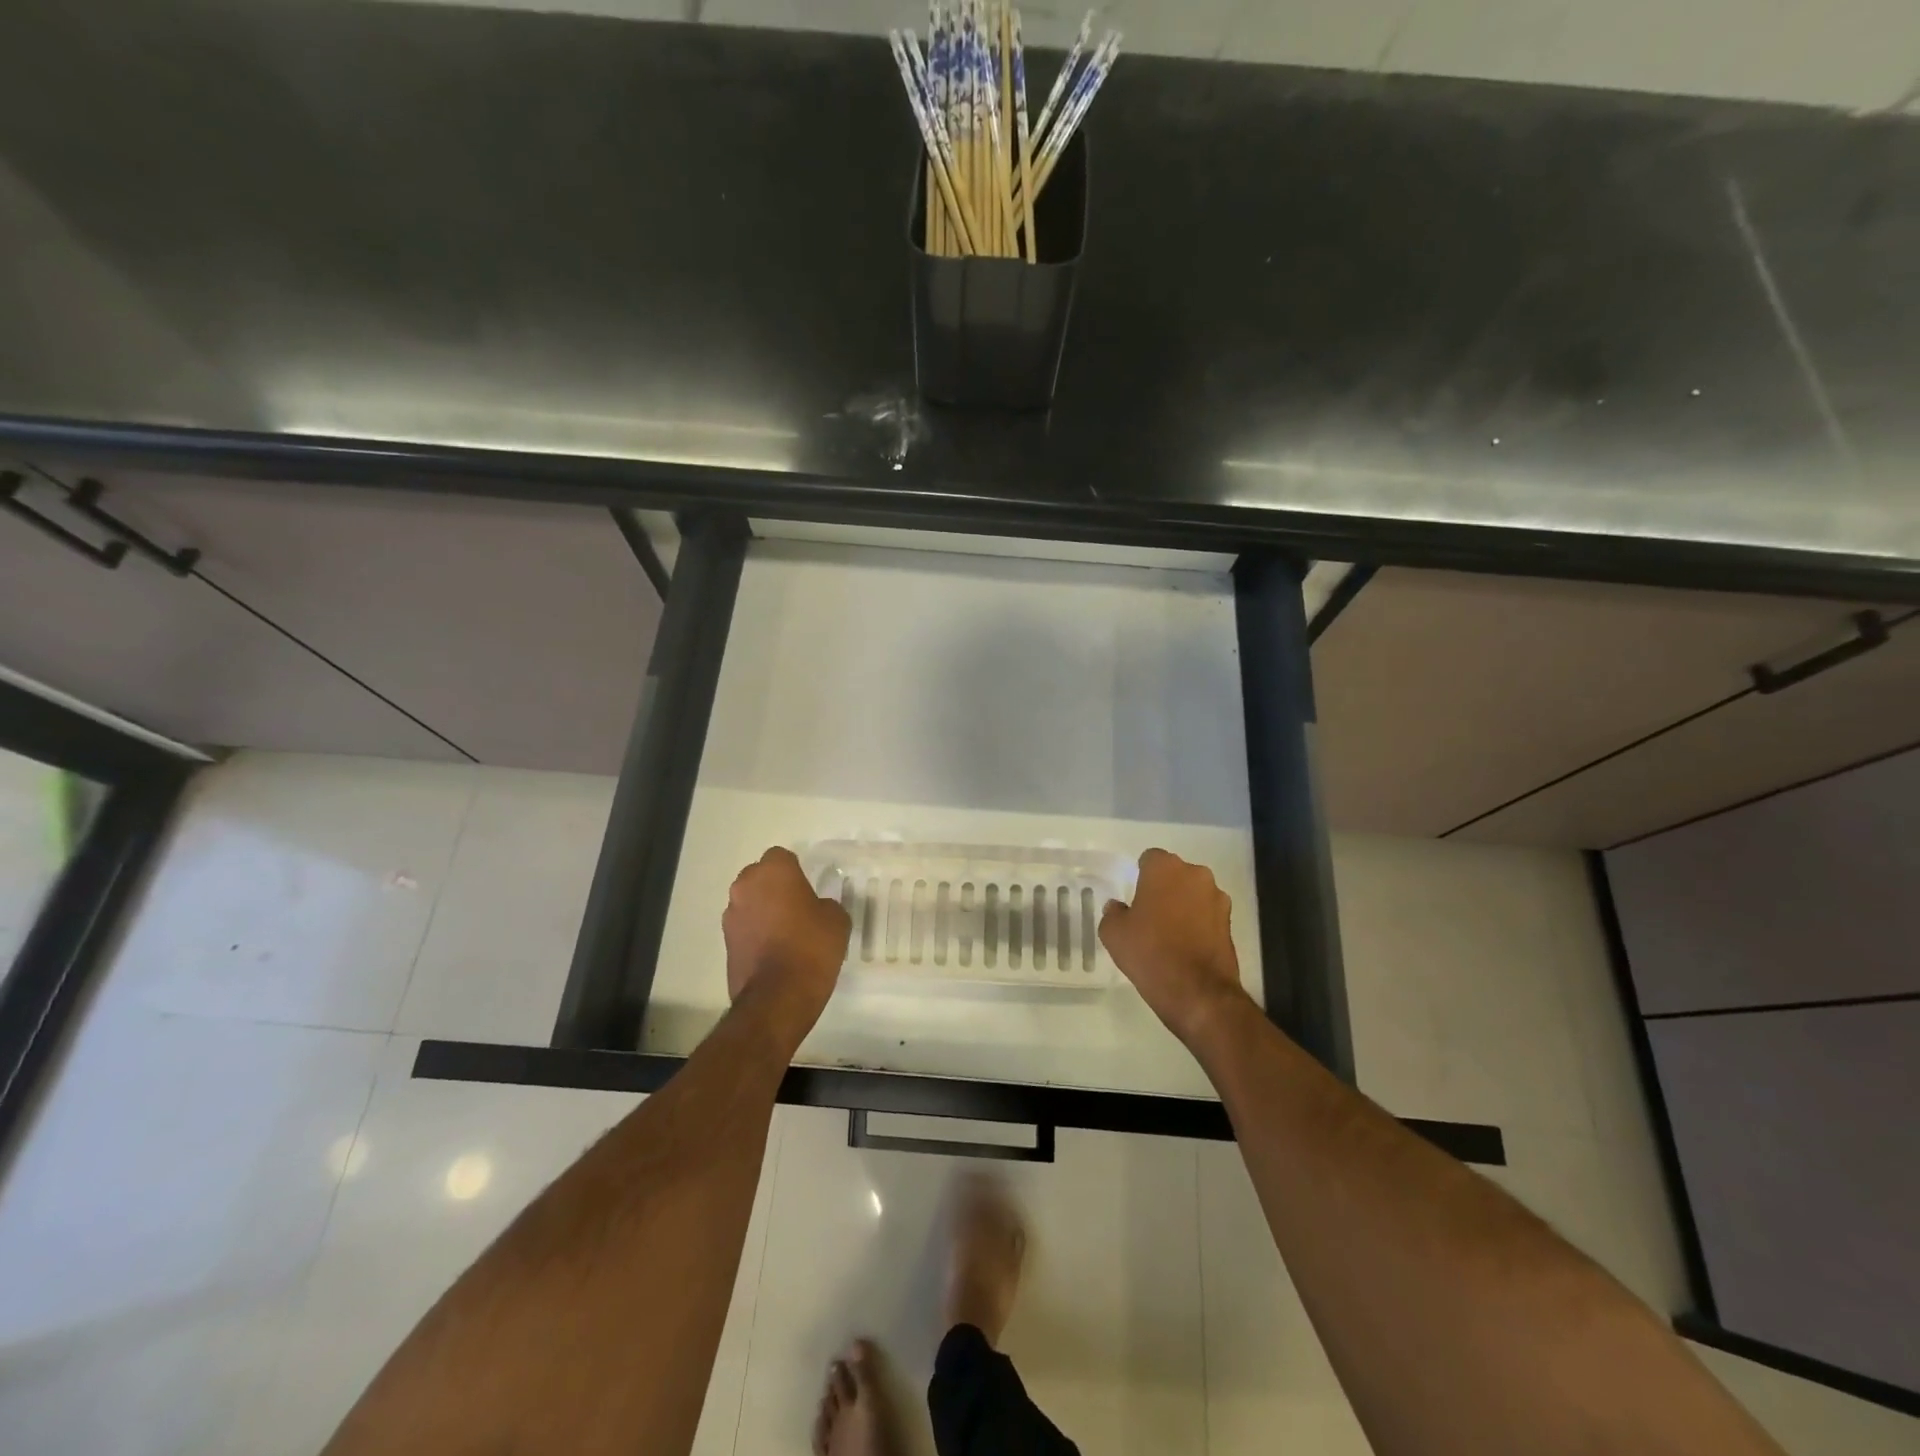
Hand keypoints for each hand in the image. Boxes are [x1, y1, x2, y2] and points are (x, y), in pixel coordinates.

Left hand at [723, 848, 851, 1041]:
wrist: (778, 997)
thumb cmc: (811, 947)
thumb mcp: (837, 919)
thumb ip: (825, 905)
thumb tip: (816, 909)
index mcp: (773, 871)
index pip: (782, 857)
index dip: (796, 871)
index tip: (808, 889)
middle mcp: (745, 886)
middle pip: (760, 877)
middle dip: (775, 888)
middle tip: (798, 908)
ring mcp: (731, 915)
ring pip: (750, 902)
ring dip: (763, 911)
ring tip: (786, 933)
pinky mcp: (725, 943)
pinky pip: (745, 927)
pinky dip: (756, 934)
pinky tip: (774, 952)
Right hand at [1100, 849, 1250, 1046]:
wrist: (1198, 993)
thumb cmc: (1150, 953)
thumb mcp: (1114, 934)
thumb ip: (1113, 913)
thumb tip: (1118, 907)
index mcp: (1165, 868)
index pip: (1150, 858)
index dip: (1140, 875)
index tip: (1134, 896)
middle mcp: (1196, 875)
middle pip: (1175, 874)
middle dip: (1164, 888)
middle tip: (1149, 913)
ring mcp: (1218, 899)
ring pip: (1194, 894)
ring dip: (1183, 905)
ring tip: (1170, 933)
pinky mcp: (1230, 923)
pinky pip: (1207, 915)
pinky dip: (1198, 923)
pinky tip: (1186, 946)